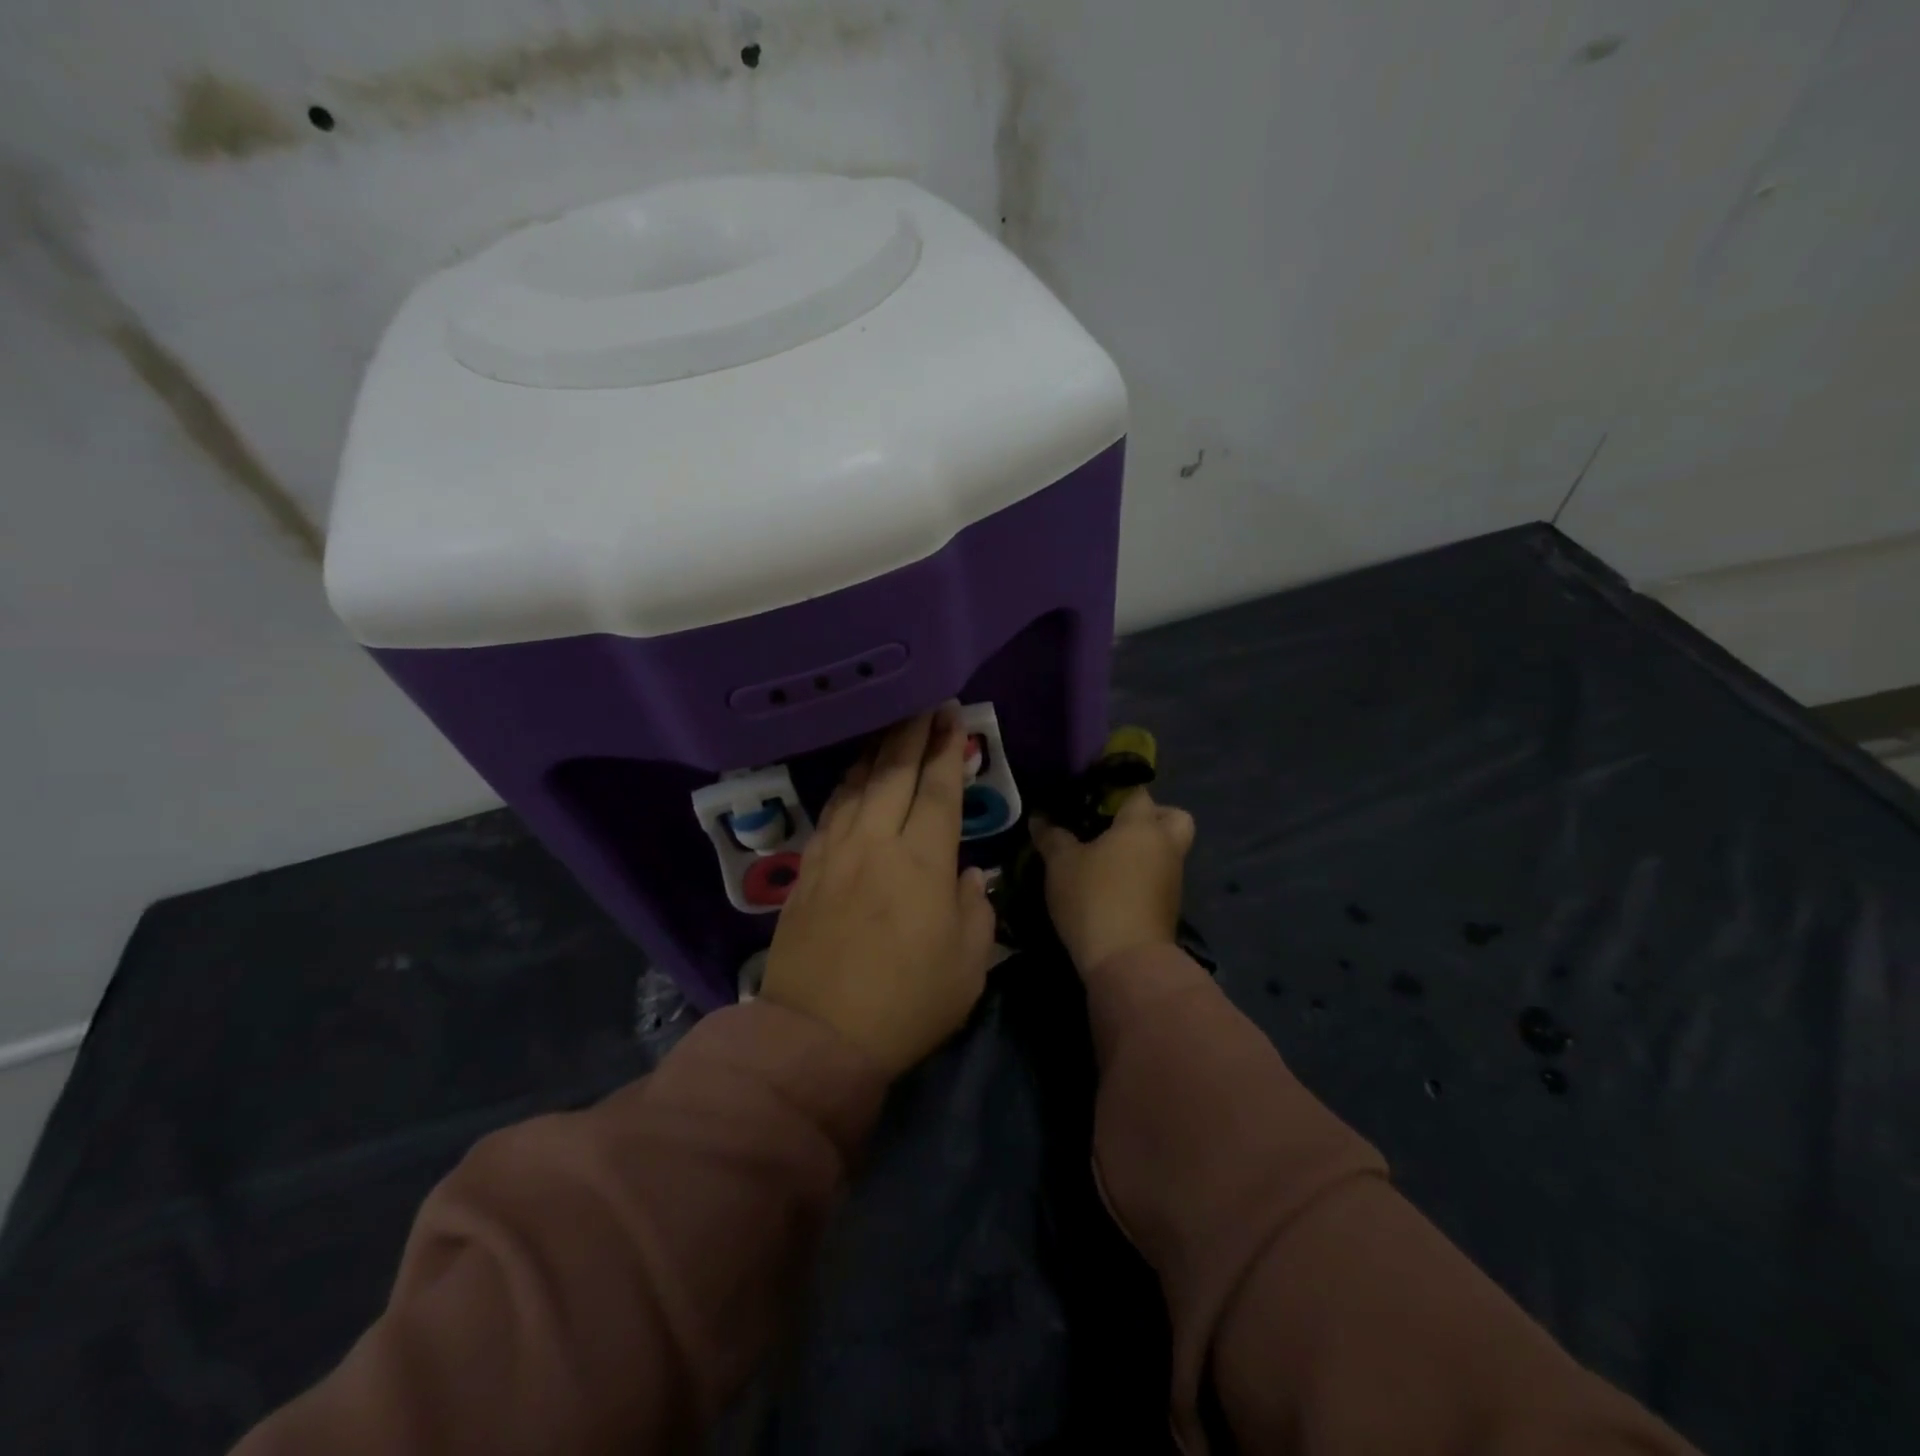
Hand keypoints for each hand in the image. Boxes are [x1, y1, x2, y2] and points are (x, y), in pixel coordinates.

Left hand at [760, 707, 997, 1076]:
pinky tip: (853, 777)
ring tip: (892, 729)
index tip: (952, 717)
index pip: (939, 790)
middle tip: (925, 704)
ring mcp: (836, 853)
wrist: (816, 1038)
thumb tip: (969, 876)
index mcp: (922, 863)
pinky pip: (831, 812)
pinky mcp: (808, 870)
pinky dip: (847, 785)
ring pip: (858, 785)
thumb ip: (975, 911)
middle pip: (895, 773)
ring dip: (878, 752)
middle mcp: (877, 843)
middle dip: (913, 733)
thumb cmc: (905, 1005)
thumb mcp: (966, 967)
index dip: (947, 750)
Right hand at [1033, 790, 1194, 973]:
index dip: (1114, 790)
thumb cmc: (1094, 898)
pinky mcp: (1168, 907)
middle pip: (1172, 817)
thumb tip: (1040, 818)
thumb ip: (1052, 837)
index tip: (1089, 796)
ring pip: (1165, 850)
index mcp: (1142, 825)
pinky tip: (1110, 886)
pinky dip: (1140, 876)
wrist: (1127, 962)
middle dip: (1150, 817)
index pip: (1136, 791)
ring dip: (1143, 851)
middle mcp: (1165, 846)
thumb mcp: (1061, 864)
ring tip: (1103, 859)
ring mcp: (1172, 878)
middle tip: (1115, 826)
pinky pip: (1157, 877)